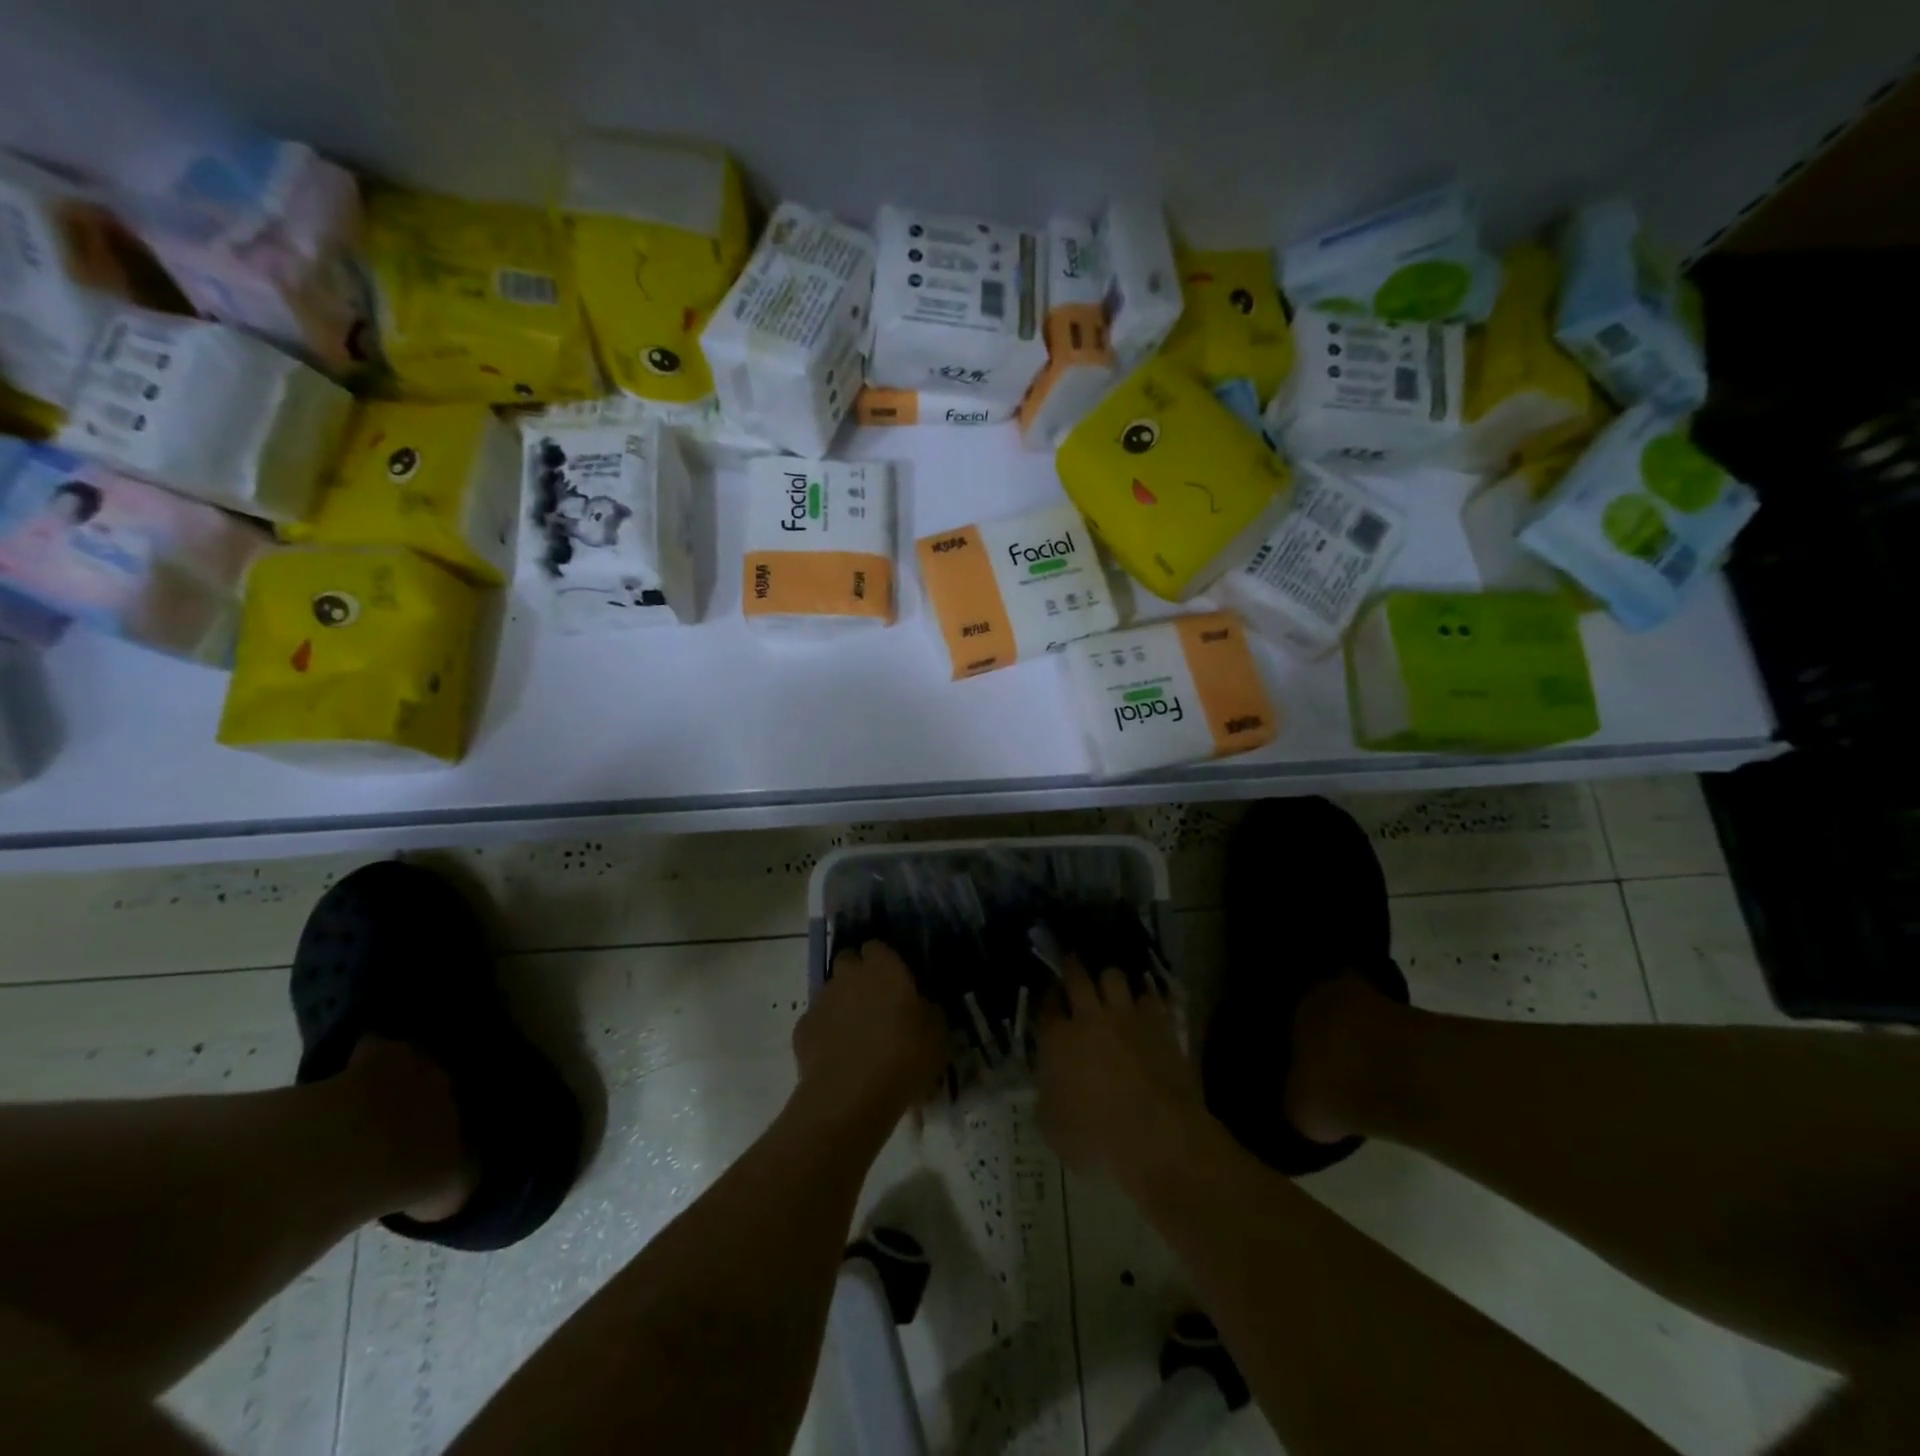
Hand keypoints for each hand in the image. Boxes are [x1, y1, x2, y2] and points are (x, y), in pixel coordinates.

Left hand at [793, 941, 946, 1132]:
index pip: (878, 947)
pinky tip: (837, 1054)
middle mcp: (849, 975)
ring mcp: (822, 1000)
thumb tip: (923, 1005)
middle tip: (876, 1002)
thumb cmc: (903, 1056)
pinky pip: (816, 1021)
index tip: (897, 979)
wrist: (850, 1096)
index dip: (885, 960)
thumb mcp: (937, 1034)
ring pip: (831, 991)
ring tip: (857, 1033)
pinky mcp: (801, 1029)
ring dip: (842, 1003)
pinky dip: (825, 1031)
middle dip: (858, 975)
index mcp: (883, 967)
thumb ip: (929, 1010)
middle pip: (848, 961)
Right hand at [1036, 959, 1209, 1190]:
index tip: (1049, 996)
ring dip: (1109, 980)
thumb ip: (1046, 1099)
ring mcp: (1127, 1017)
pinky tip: (1145, 1003)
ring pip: (1114, 977)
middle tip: (1071, 962)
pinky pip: (1150, 997)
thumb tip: (1048, 1088)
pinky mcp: (1159, 1024)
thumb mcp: (1052, 1129)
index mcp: (1057, 1040)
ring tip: (1110, 984)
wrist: (1157, 1136)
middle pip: (1077, 977)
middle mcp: (1089, 1018)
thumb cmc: (1096, 1138)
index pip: (1046, 1007)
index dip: (1046, 998)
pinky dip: (1145, 998)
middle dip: (1072, 967)